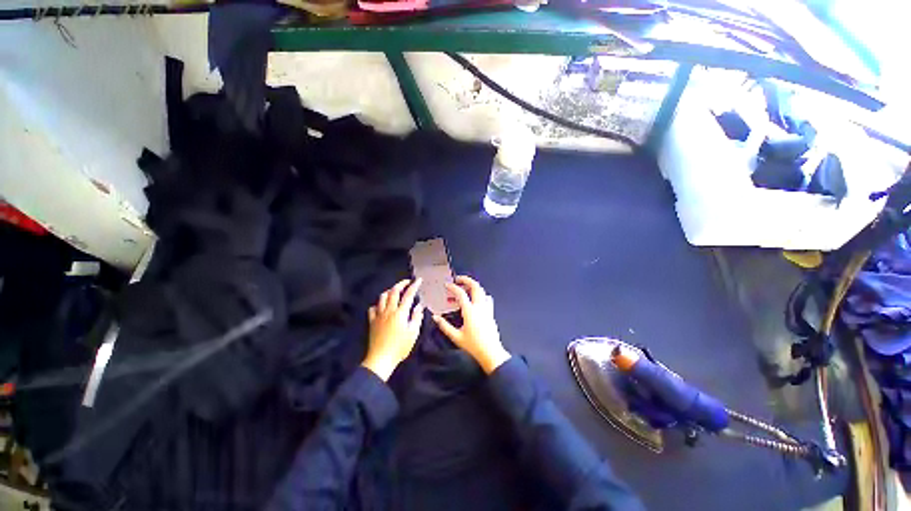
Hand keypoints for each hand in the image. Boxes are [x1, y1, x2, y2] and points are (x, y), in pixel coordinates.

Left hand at [362, 279, 424, 380]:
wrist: (381, 359)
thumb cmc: (400, 347)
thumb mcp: (413, 333)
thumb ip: (416, 317)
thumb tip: (419, 306)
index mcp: (400, 313)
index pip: (408, 295)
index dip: (414, 286)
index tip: (419, 280)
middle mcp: (389, 310)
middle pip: (394, 291)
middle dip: (401, 284)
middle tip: (407, 282)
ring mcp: (379, 315)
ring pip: (382, 297)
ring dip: (389, 291)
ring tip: (395, 291)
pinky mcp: (372, 321)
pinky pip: (373, 308)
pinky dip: (378, 304)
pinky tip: (382, 306)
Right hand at [433, 276, 509, 373]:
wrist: (491, 352)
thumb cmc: (473, 345)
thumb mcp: (456, 337)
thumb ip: (444, 326)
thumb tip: (435, 317)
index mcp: (469, 311)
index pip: (461, 293)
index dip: (453, 287)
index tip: (446, 285)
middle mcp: (479, 306)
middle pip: (475, 286)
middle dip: (466, 280)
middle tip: (457, 280)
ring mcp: (487, 308)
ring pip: (482, 291)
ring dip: (473, 287)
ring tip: (464, 289)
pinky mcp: (491, 312)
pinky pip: (487, 298)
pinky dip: (480, 294)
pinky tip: (474, 300)